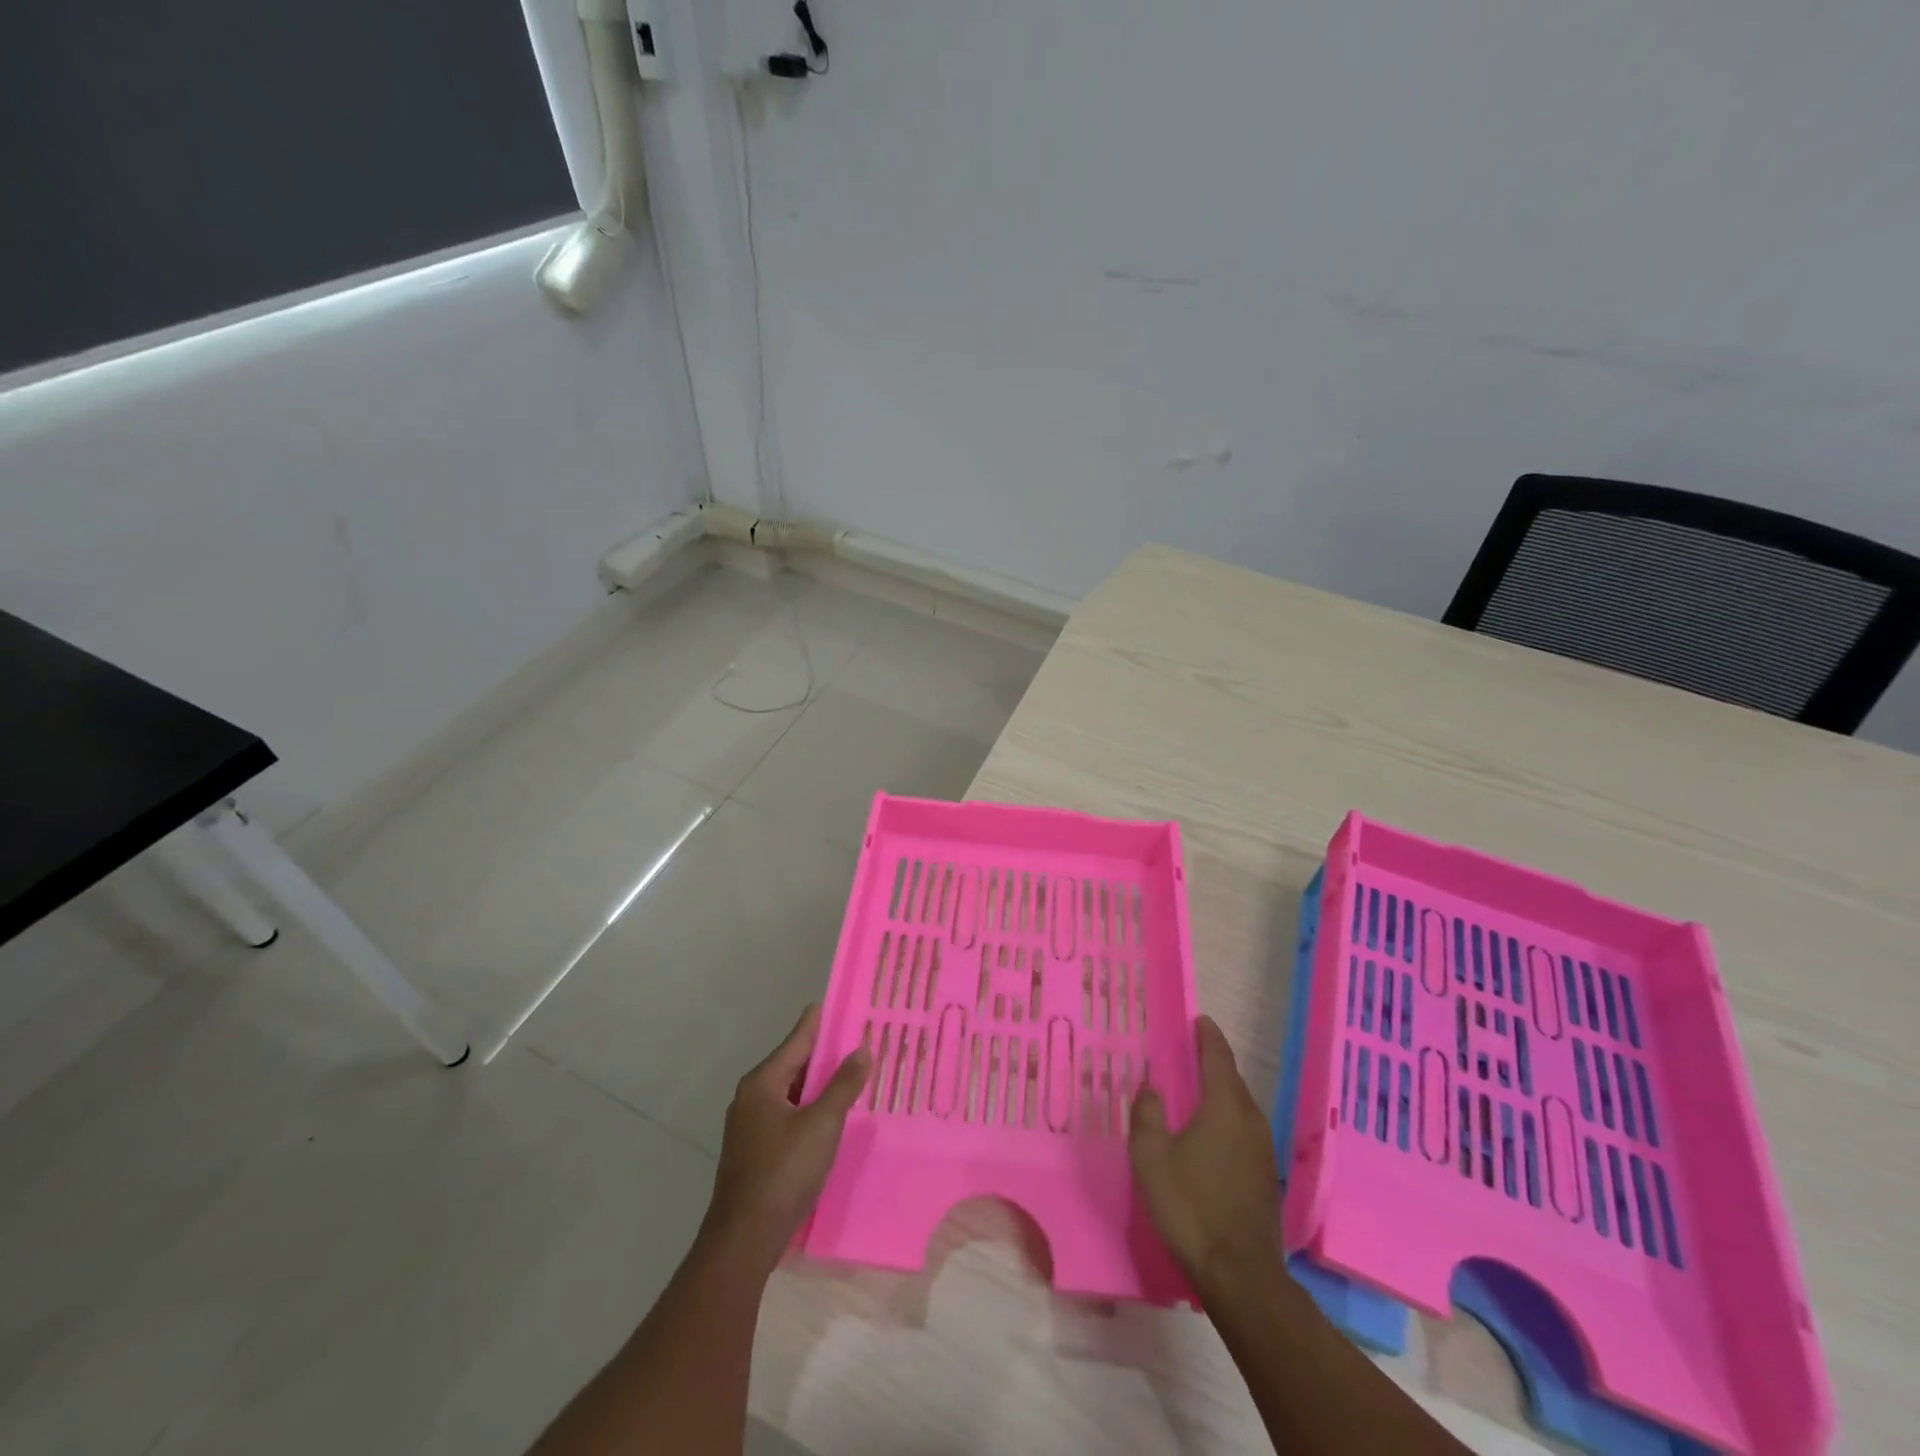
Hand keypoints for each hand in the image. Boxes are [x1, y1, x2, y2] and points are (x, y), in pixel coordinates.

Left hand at [702, 1005, 870, 1269]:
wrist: (744, 1238)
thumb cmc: (784, 1171)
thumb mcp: (822, 1123)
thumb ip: (843, 1085)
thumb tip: (862, 1049)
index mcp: (762, 1082)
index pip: (797, 1039)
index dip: (820, 1022)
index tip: (840, 1004)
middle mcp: (751, 1097)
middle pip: (793, 1064)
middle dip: (824, 1054)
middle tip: (857, 1041)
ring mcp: (750, 1125)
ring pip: (791, 1092)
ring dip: (818, 1084)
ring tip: (850, 1075)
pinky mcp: (754, 1151)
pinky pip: (787, 1115)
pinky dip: (809, 1108)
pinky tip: (830, 1115)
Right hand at [1129, 1014, 1281, 1289]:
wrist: (1240, 1275)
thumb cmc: (1190, 1206)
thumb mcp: (1151, 1157)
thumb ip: (1147, 1114)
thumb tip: (1151, 1087)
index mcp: (1224, 1106)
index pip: (1218, 1057)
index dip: (1207, 1035)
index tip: (1197, 1019)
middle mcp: (1250, 1119)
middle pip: (1231, 1079)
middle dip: (1212, 1061)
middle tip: (1187, 1052)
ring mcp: (1263, 1149)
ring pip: (1239, 1105)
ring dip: (1219, 1091)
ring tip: (1194, 1088)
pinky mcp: (1265, 1175)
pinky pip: (1243, 1128)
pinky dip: (1226, 1116)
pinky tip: (1208, 1132)